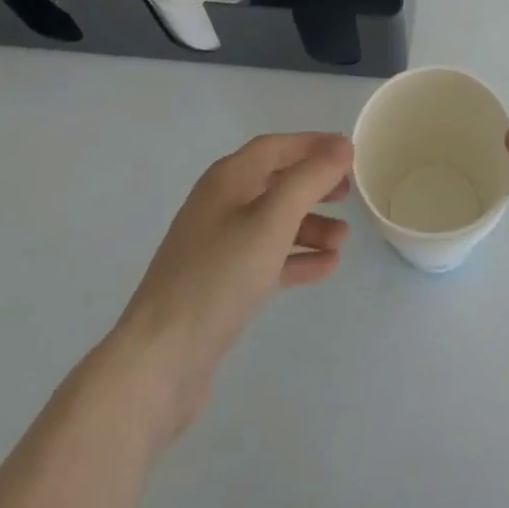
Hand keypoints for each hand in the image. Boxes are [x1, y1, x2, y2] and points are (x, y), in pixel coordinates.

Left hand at [114, 132, 352, 442]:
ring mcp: (218, 246)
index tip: (349, 152)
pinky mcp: (220, 285)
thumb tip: (341, 146)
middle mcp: (221, 205)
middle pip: (276, 182)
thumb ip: (309, 179)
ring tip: (343, 241)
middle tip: (348, 195)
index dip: (313, 145)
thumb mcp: (272, 220)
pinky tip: (326, 268)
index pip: (276, 147)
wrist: (158, 363)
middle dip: (314, 186)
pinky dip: (296, 258)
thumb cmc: (218, 277)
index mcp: (227, 179)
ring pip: (274, 223)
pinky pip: (267, 258)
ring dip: (310, 226)